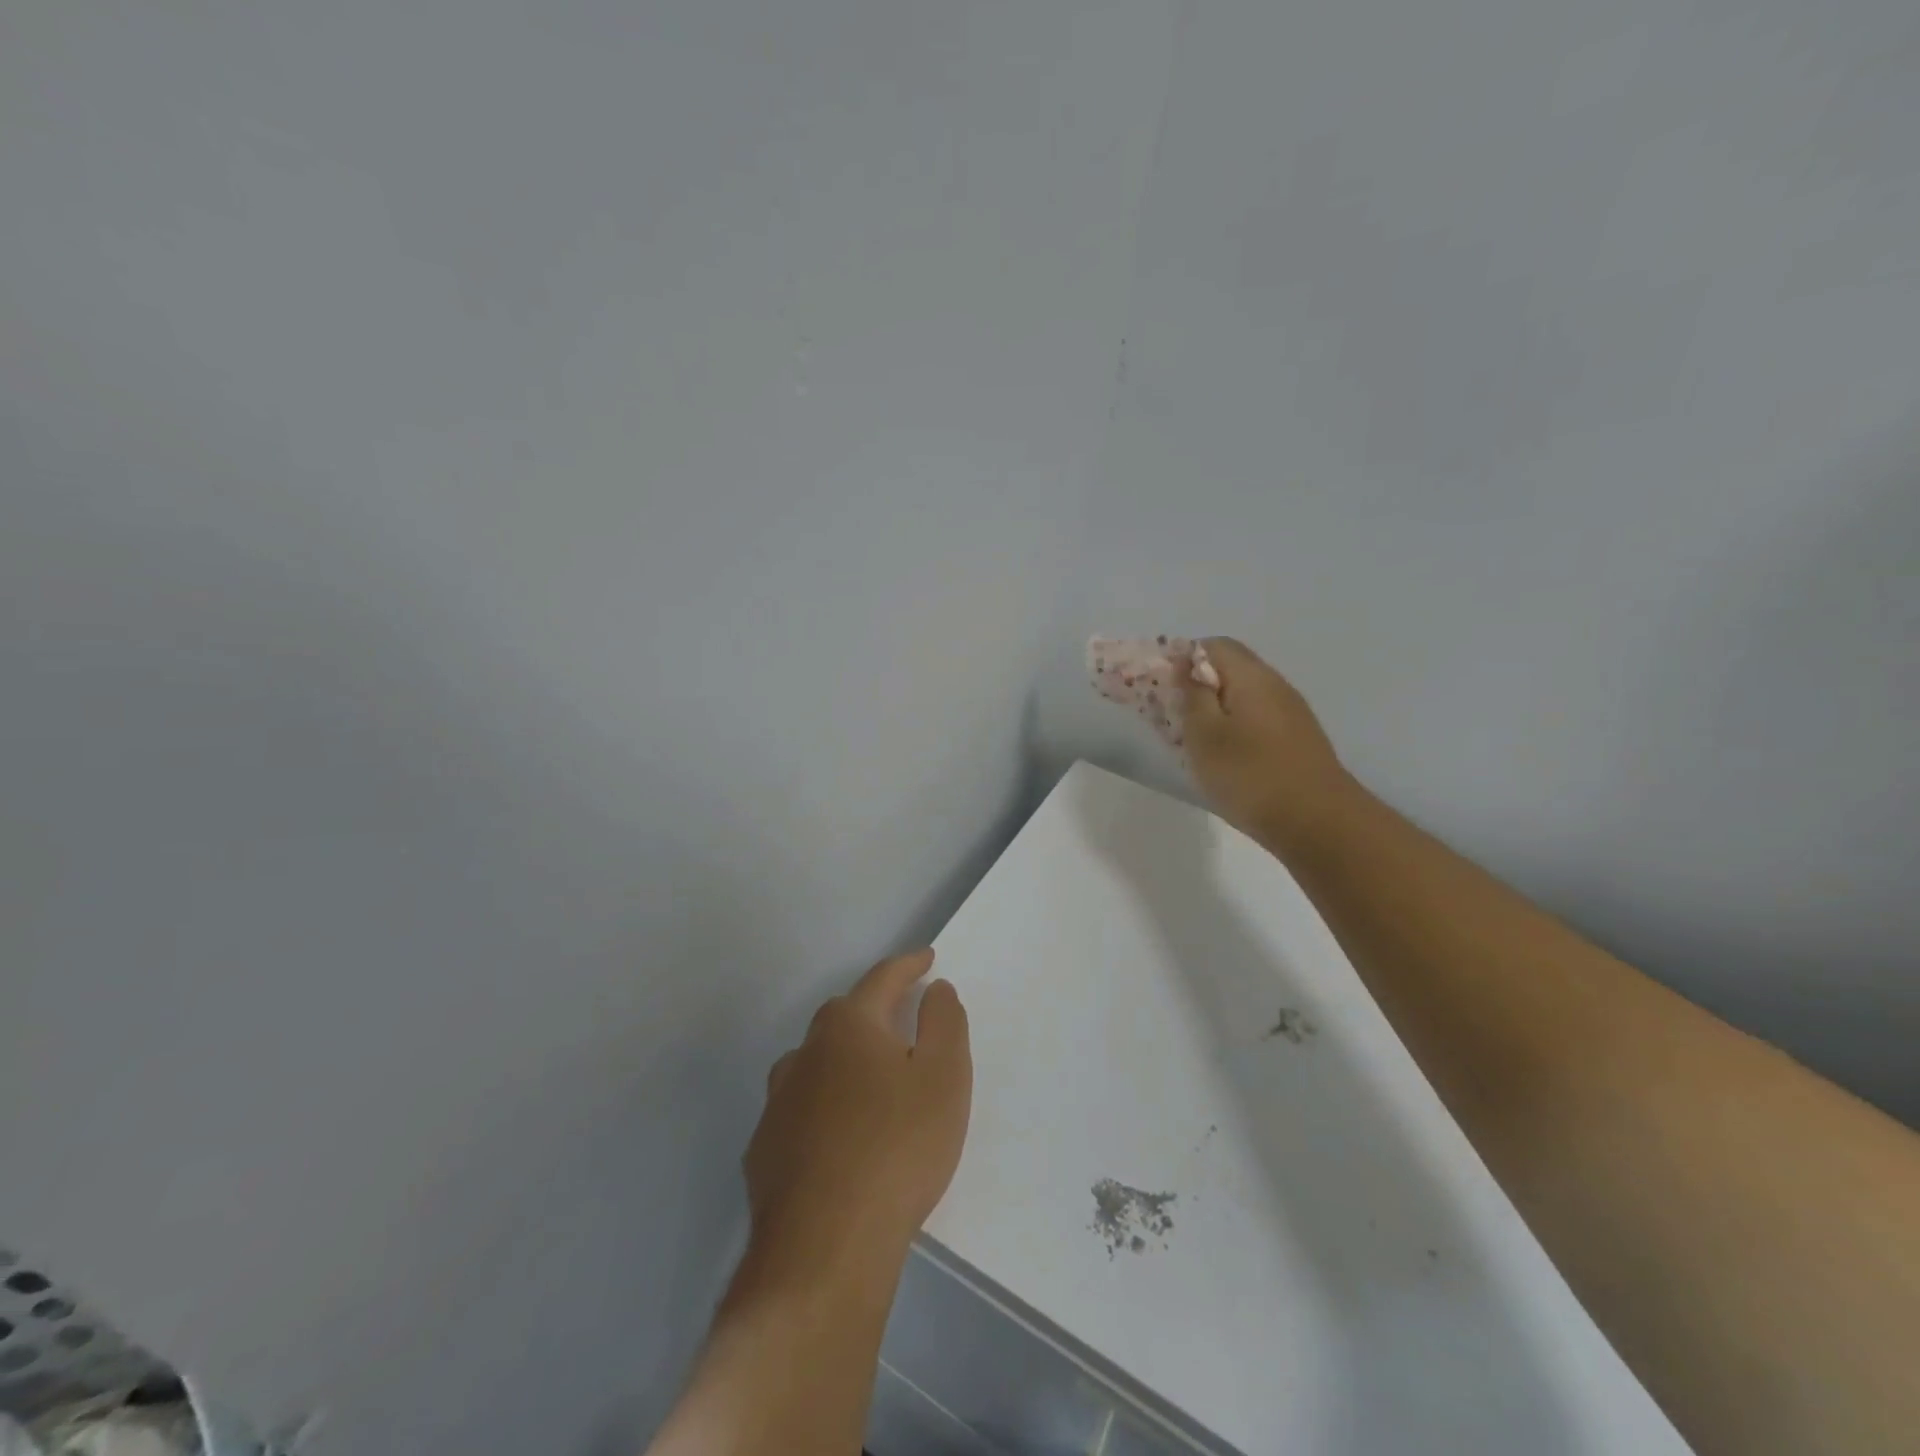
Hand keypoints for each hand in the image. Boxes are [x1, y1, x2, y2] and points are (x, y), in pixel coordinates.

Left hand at [743, 949, 971, 1280]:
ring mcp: (778, 1102)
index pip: (882, 979)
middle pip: (844, 1017)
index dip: (909, 965)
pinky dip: (824, 1108)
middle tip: (904, 1022)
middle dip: (875, 1012)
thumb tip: (934, 989)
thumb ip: (943, 1023)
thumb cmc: (897, 1149)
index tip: (927, 958)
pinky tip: (839, 1137)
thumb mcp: (943, 1078)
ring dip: (845, 1061)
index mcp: (849, 1026)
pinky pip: (802, 1111)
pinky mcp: (765, 1150)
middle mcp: (806, 1052)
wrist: (824, 1248)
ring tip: (870, 1081)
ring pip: (817, 1064)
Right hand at [1181, 637, 1354, 849]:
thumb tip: (1186, 664)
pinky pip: (1256, 719)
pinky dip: (1233, 728)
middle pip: (1230, 668)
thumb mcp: (1205, 735)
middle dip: (1196, 685)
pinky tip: (1224, 758)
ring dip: (1214, 710)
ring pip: (1243, 696)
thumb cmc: (1251, 775)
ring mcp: (1291, 713)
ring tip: (1192, 741)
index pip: (1212, 645)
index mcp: (1251, 677)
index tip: (1160, 686)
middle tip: (1171, 716)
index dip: (1181, 658)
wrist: (1318, 823)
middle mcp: (1275, 685)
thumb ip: (1192, 695)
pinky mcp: (1296, 740)